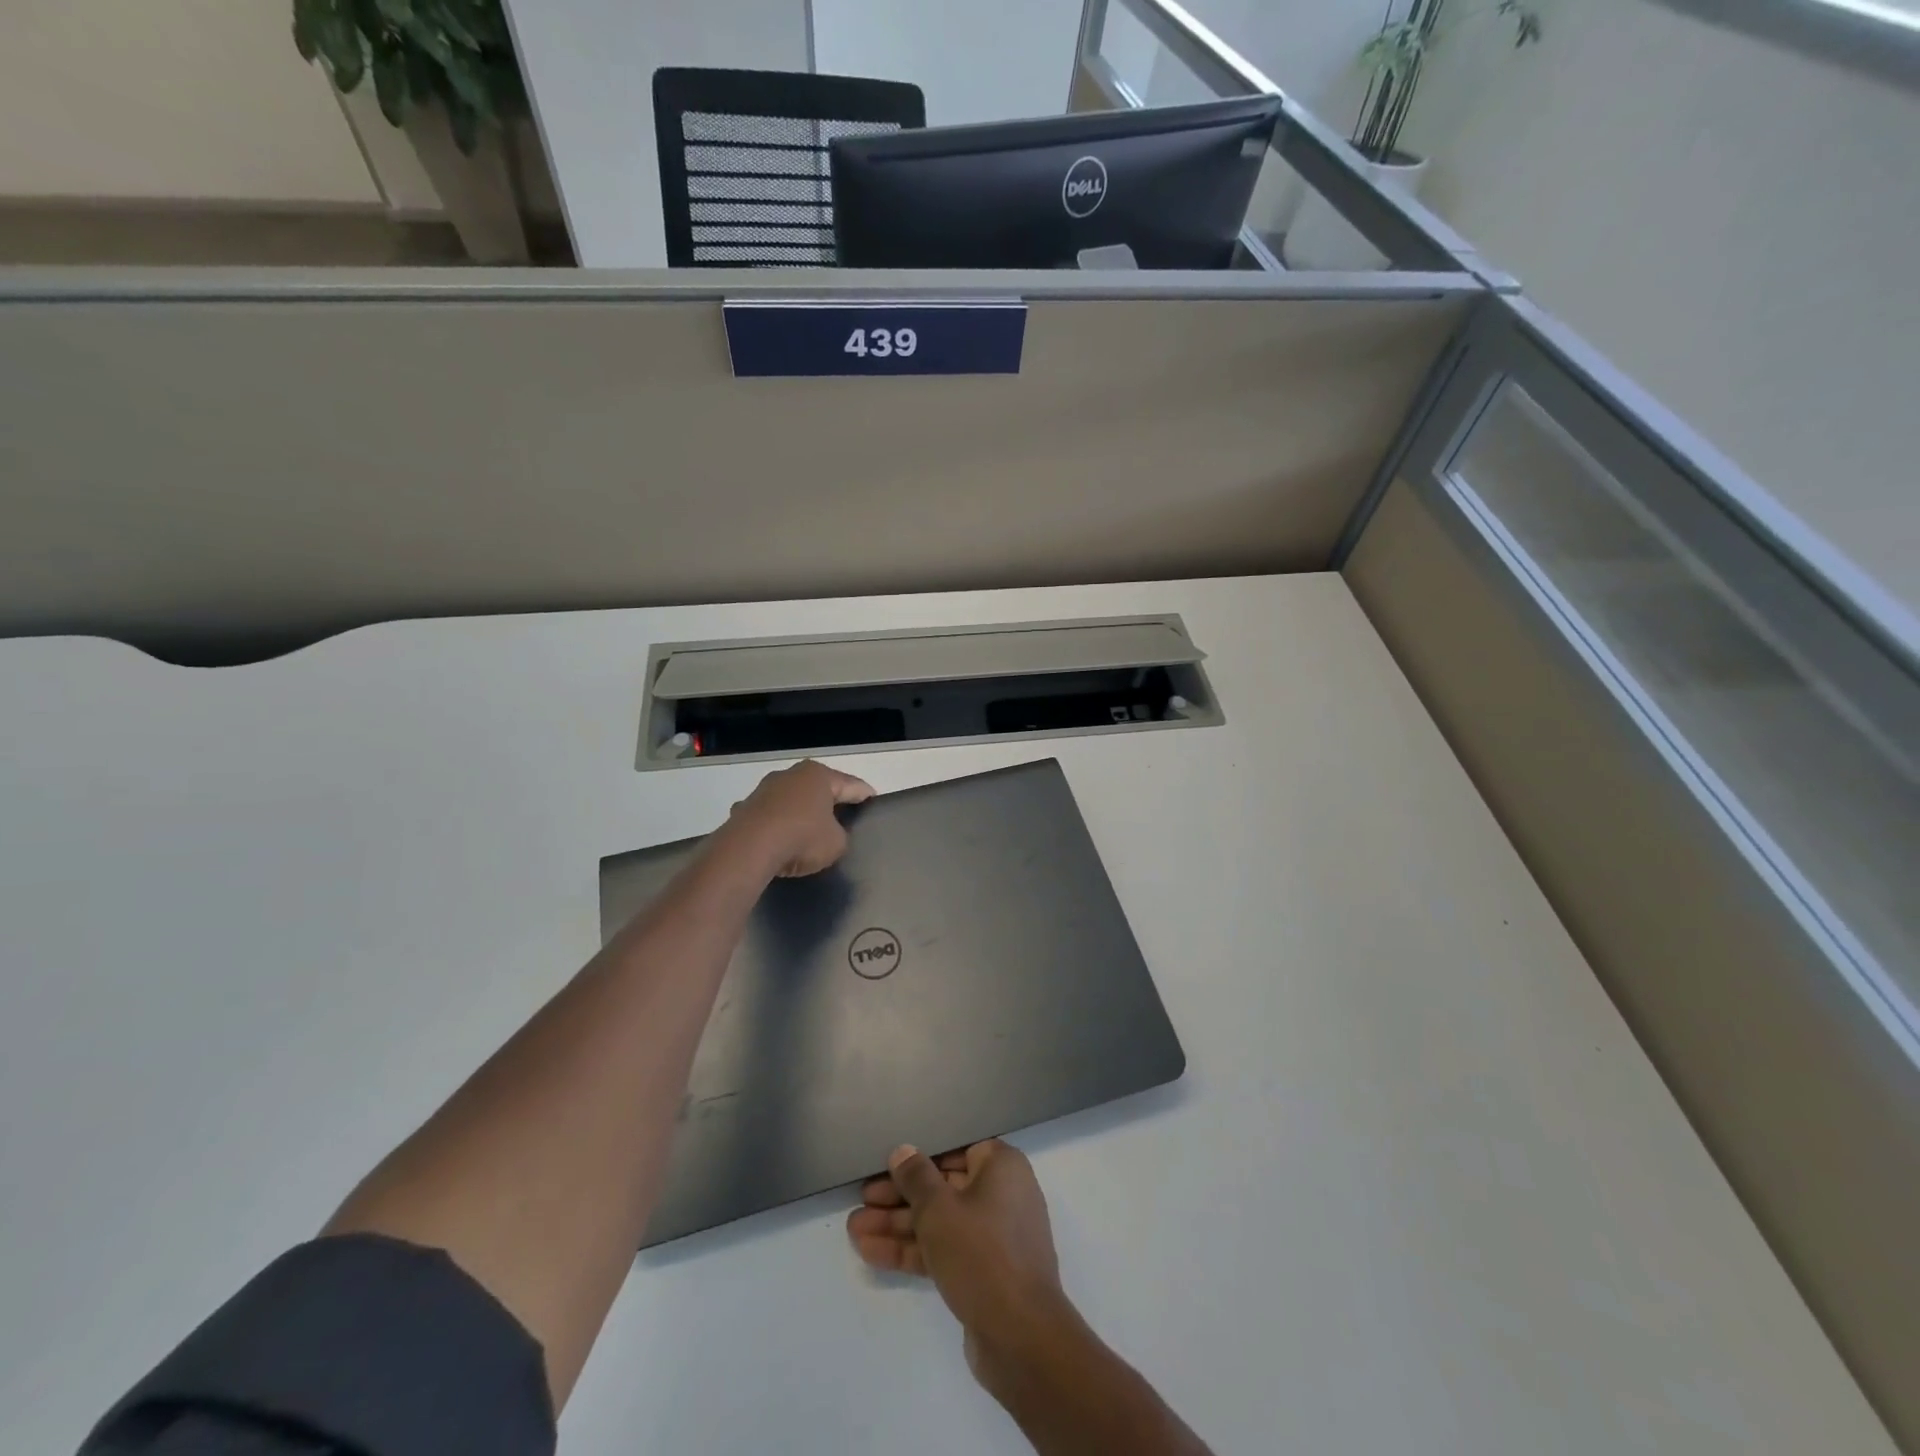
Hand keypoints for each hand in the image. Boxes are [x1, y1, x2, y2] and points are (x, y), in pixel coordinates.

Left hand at [721, 759, 873, 877]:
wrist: (748, 849)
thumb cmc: (802, 838)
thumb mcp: (837, 843)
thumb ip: (840, 836)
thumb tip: (828, 835)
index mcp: (819, 776)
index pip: (851, 785)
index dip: (865, 795)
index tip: (873, 801)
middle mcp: (791, 775)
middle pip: (819, 788)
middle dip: (830, 801)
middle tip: (844, 816)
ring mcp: (764, 789)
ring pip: (791, 800)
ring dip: (800, 812)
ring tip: (809, 832)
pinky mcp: (745, 807)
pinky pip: (770, 816)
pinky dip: (777, 825)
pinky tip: (779, 841)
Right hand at [848, 1141, 1074, 1382]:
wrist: (1022, 1338)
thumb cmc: (982, 1254)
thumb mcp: (939, 1210)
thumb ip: (916, 1178)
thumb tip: (903, 1151)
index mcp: (1001, 1167)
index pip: (956, 1149)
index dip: (920, 1155)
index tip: (888, 1162)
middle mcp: (1001, 1195)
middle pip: (943, 1187)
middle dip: (900, 1196)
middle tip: (862, 1198)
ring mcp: (992, 1237)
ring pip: (939, 1222)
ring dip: (898, 1226)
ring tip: (854, 1228)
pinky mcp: (982, 1272)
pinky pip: (943, 1251)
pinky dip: (911, 1251)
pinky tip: (870, 1252)